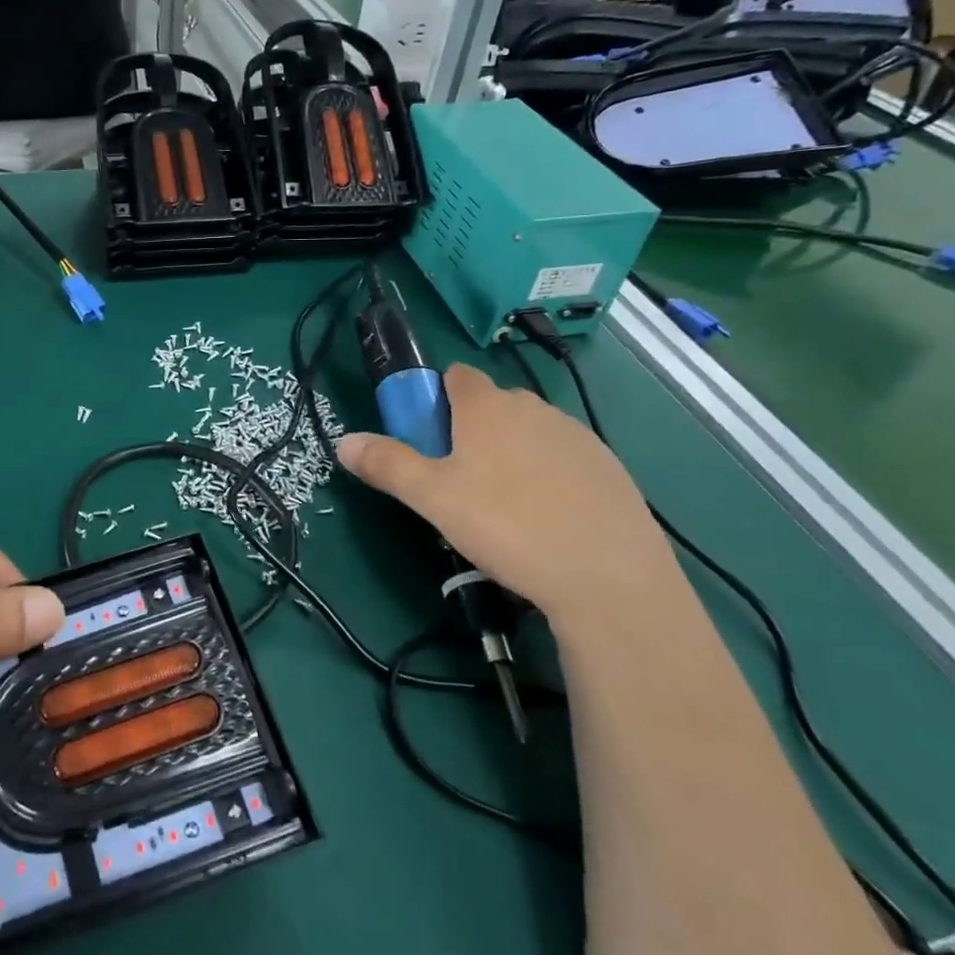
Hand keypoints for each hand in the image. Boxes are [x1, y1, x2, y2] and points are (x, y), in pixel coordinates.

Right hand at [336, 364, 679, 620]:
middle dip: (471, 430)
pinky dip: (550, 476)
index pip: (455, 376)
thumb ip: (386, 464)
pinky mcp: (610, 467)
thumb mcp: (432, 498)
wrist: (609, 578)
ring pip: (530, 432)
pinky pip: (565, 458)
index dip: (435, 399)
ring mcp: (577, 436)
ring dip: (511, 453)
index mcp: (487, 407)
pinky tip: (549, 520)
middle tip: (459, 482)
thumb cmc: (507, 526)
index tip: (429, 439)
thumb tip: (343, 441)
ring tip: (505, 509)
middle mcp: (534, 408)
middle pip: (491, 405)